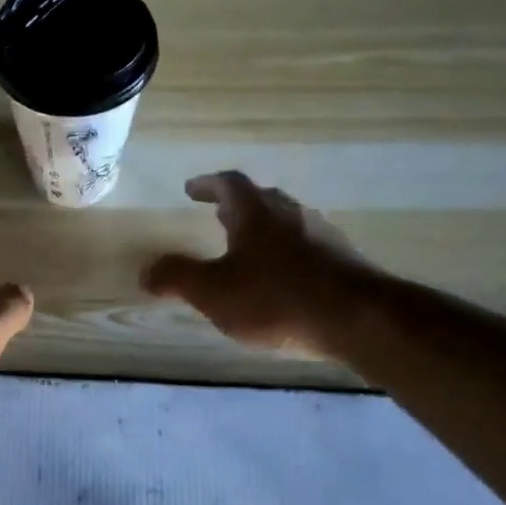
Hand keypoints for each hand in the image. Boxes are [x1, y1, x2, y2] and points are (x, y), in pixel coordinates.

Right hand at [142, 171, 376, 357]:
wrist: (359, 320)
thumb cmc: (276, 300)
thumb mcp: (214, 292)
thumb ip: (177, 278)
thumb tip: (146, 270)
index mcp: (256, 214)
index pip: (229, 184)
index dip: (207, 184)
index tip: (191, 188)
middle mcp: (291, 215)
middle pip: (261, 200)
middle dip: (236, 207)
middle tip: (218, 216)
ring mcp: (322, 236)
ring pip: (287, 223)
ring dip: (264, 230)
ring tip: (248, 249)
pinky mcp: (344, 261)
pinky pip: (307, 247)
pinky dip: (287, 254)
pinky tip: (283, 279)